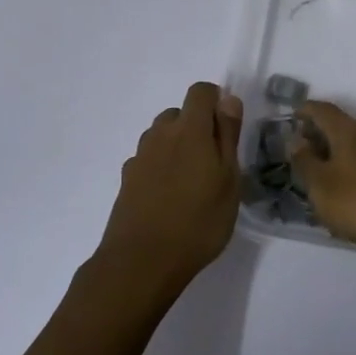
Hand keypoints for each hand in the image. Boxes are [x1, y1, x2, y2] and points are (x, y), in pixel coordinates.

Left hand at [98, 82, 243, 297]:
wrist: (141, 262)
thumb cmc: (198, 221)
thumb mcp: (228, 179)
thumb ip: (228, 136)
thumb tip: (228, 99)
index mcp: (189, 129)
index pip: (200, 91)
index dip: (216, 101)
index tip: (227, 128)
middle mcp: (160, 135)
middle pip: (179, 113)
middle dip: (196, 126)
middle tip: (213, 160)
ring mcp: (139, 157)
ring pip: (161, 136)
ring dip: (177, 146)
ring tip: (191, 181)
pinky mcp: (126, 180)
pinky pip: (148, 159)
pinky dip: (160, 167)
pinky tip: (169, 197)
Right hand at [290, 100, 355, 250]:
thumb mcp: (321, 186)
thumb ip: (305, 162)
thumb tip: (298, 142)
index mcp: (349, 129)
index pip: (323, 110)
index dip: (306, 110)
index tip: (293, 116)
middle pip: (343, 124)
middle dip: (323, 133)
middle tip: (306, 151)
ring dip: (340, 151)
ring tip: (326, 172)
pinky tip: (350, 187)